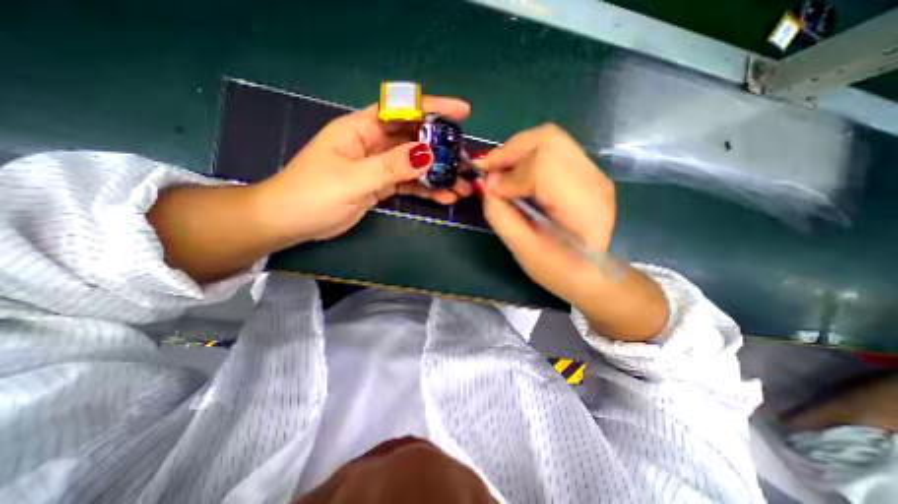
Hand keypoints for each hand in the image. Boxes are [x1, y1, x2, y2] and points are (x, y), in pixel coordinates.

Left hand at [257, 94, 472, 243]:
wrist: (292, 221)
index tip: (461, 112)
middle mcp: (373, 143)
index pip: (401, 109)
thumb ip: (390, 166)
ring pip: (415, 164)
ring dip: (438, 174)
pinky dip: (426, 189)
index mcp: (361, 129)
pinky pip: (409, 183)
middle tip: (466, 161)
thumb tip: (427, 154)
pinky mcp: (381, 185)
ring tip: (461, 187)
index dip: (432, 107)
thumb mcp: (352, 179)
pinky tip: (444, 197)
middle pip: (414, 139)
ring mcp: (379, 165)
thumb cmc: (312, 194)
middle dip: (442, 149)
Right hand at [477, 124, 665, 339]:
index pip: (544, 168)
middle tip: (489, 169)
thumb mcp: (524, 250)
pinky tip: (515, 173)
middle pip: (549, 140)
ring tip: (499, 170)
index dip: (511, 176)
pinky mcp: (586, 172)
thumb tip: (485, 184)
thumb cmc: (558, 270)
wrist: (591, 273)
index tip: (490, 189)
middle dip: (511, 151)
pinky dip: (527, 155)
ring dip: (518, 150)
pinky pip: (554, 149)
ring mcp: (593, 173)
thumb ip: (501, 216)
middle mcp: (594, 182)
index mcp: (583, 209)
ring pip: (551, 139)